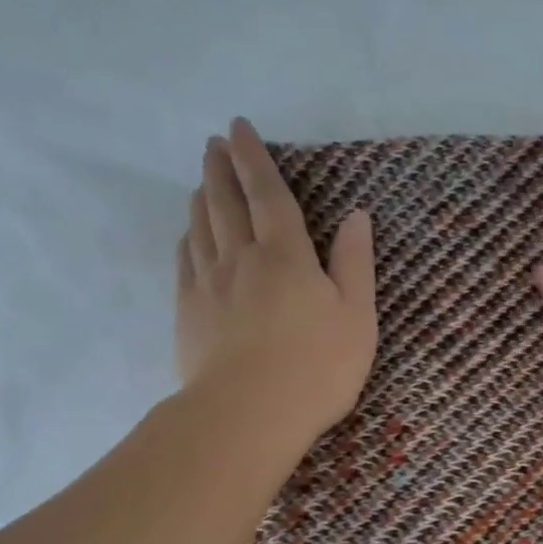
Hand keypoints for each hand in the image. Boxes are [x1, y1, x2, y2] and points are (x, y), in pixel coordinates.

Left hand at [177, 117, 376, 442]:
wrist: (248, 415)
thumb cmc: (316, 369)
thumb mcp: (357, 317)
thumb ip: (355, 264)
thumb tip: (356, 216)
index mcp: (286, 255)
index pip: (267, 194)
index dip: (254, 158)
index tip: (239, 128)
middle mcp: (241, 258)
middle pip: (226, 203)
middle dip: (221, 169)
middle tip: (214, 144)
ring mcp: (208, 285)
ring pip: (201, 228)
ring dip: (202, 197)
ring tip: (202, 180)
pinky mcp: (188, 313)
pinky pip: (185, 262)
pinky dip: (187, 238)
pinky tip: (189, 234)